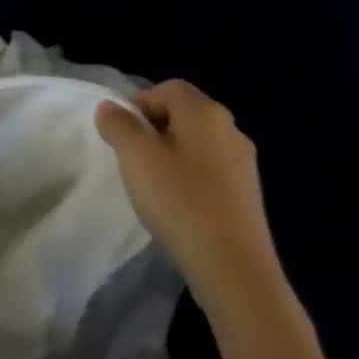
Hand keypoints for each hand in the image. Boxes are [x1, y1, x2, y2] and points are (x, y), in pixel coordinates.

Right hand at [95, 80, 279, 304]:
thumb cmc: (181, 202)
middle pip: (185, 113)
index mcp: (206, 113)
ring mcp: (244, 164)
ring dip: (172, 154)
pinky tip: (179, 205)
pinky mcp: (248, 195)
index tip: (124, 134)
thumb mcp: (135, 157)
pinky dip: (191, 178)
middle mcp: (231, 129)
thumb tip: (110, 107)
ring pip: (198, 143)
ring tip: (153, 184)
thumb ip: (118, 124)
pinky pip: (212, 170)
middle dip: (155, 128)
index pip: (169, 87)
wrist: (234, 270)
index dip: (141, 103)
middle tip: (134, 157)